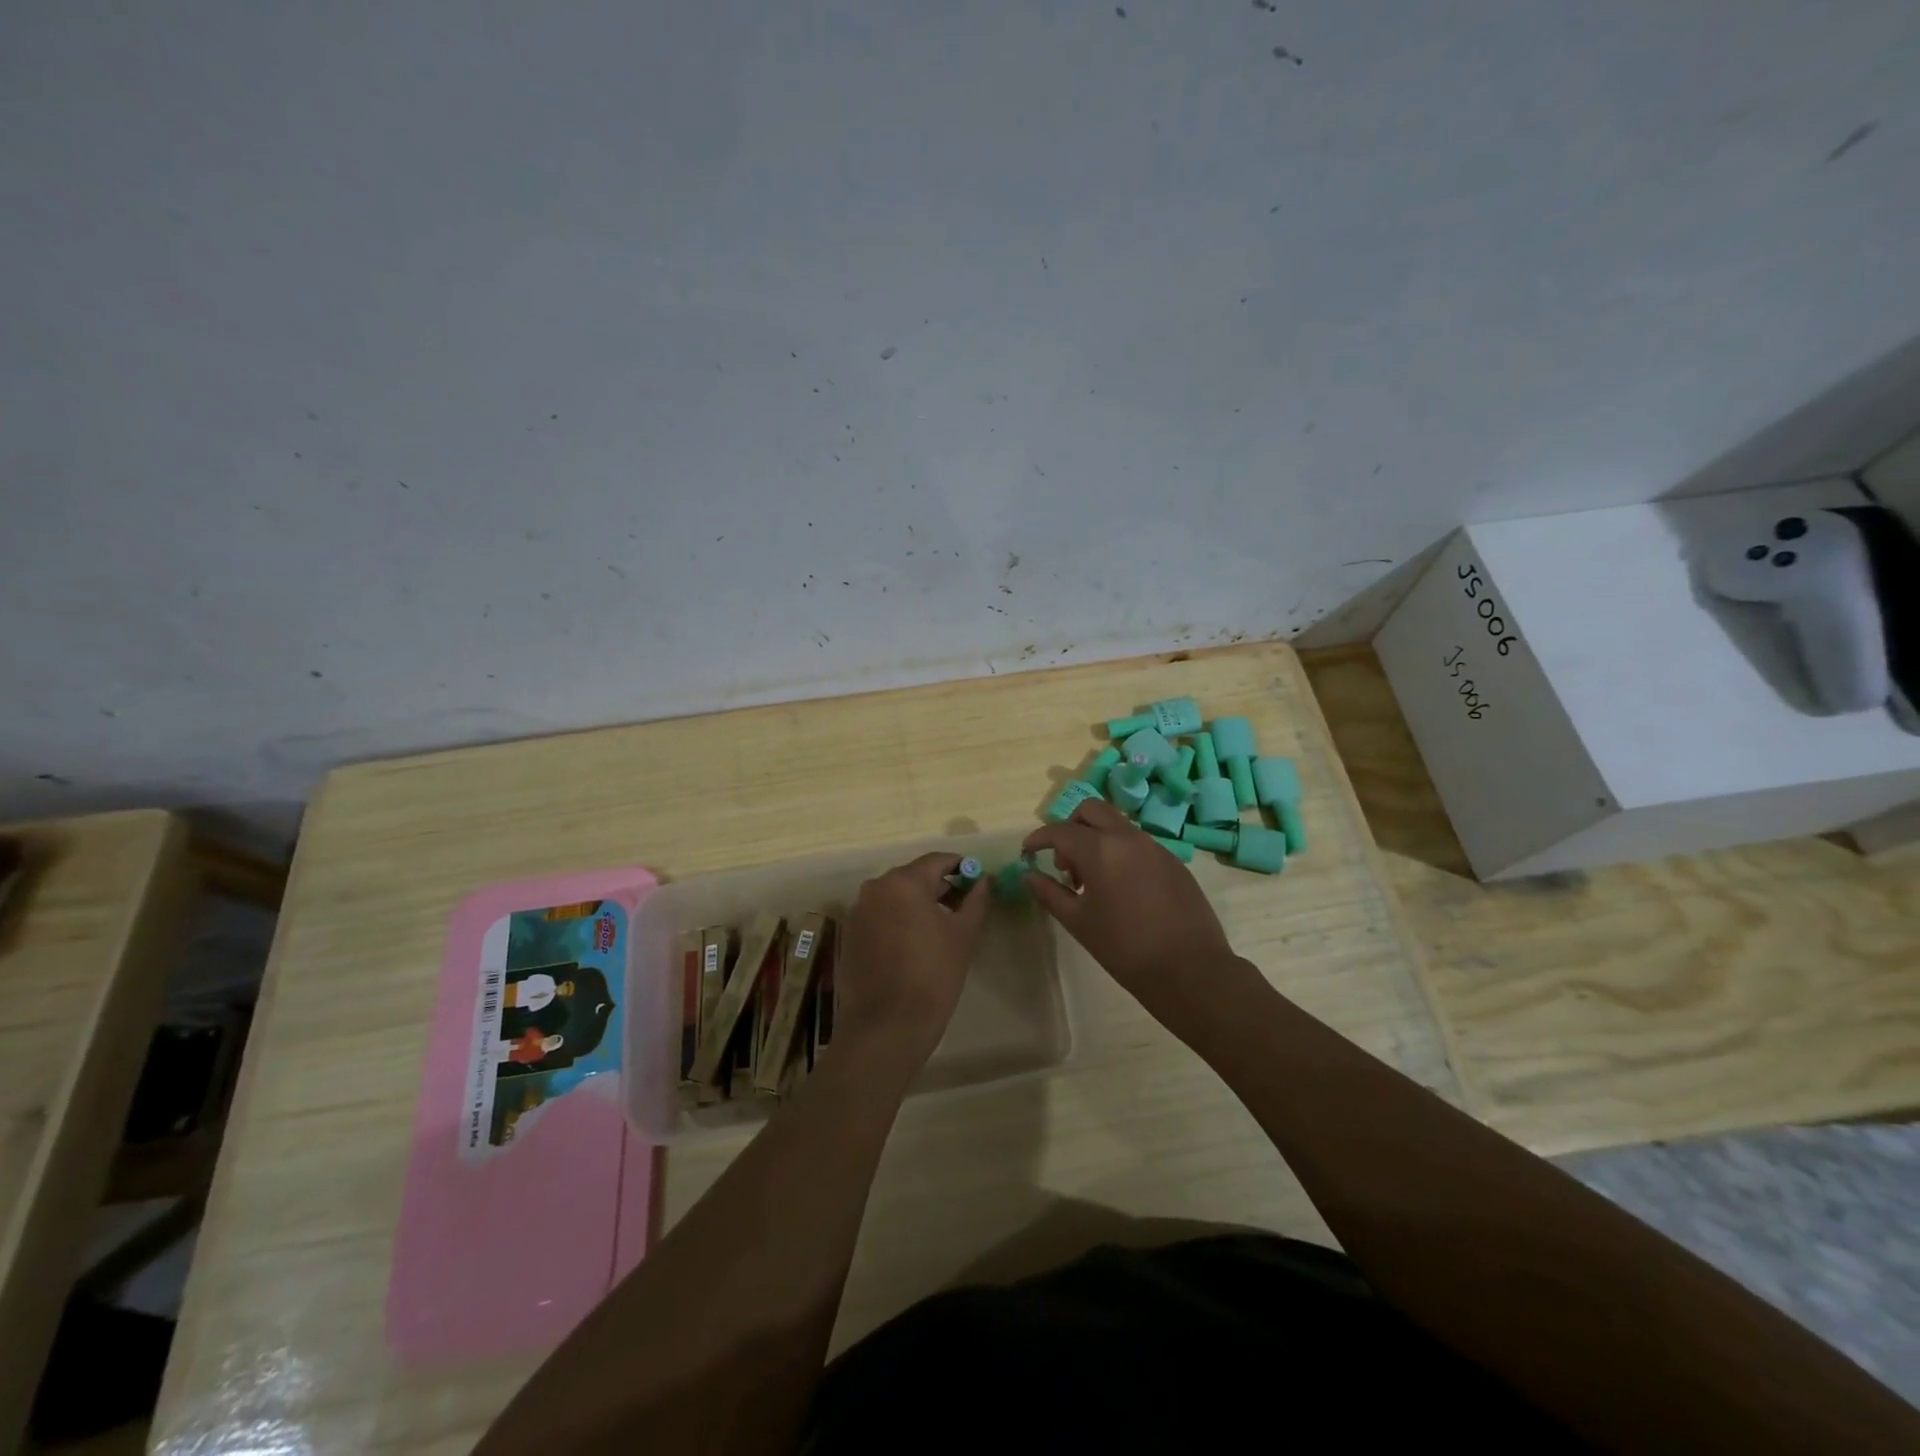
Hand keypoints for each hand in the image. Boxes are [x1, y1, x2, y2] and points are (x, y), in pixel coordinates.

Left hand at [837, 852, 989, 1059]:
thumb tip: (983, 880)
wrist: (887, 1027)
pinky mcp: (850, 935)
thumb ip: (975, 900)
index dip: (961, 867)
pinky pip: (880, 916)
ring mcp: (858, 912)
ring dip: (918, 904)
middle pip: (914, 876)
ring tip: (941, 929)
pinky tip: (914, 945)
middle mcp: (875, 888)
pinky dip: (899, 920)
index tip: (977, 881)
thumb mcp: (963, 935)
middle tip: (964, 907)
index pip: (937, 861)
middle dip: (940, 887)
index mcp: (902, 882)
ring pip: (895, 896)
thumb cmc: (932, 975)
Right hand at [1022, 801, 1246, 1034]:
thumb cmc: (1124, 948)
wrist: (1190, 970)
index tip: (1027, 852)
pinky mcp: (1174, 861)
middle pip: (1091, 810)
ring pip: (1116, 825)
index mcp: (1100, 849)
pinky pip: (1138, 843)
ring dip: (1097, 839)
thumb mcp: (1078, 922)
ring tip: (1093, 882)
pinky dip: (1120, 852)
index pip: (1060, 830)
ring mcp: (1155, 846)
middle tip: (1065, 863)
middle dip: (1070, 827)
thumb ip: (1049, 893)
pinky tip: (1122, 889)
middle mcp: (1127, 837)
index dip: (1039, 838)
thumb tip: (1028, 875)